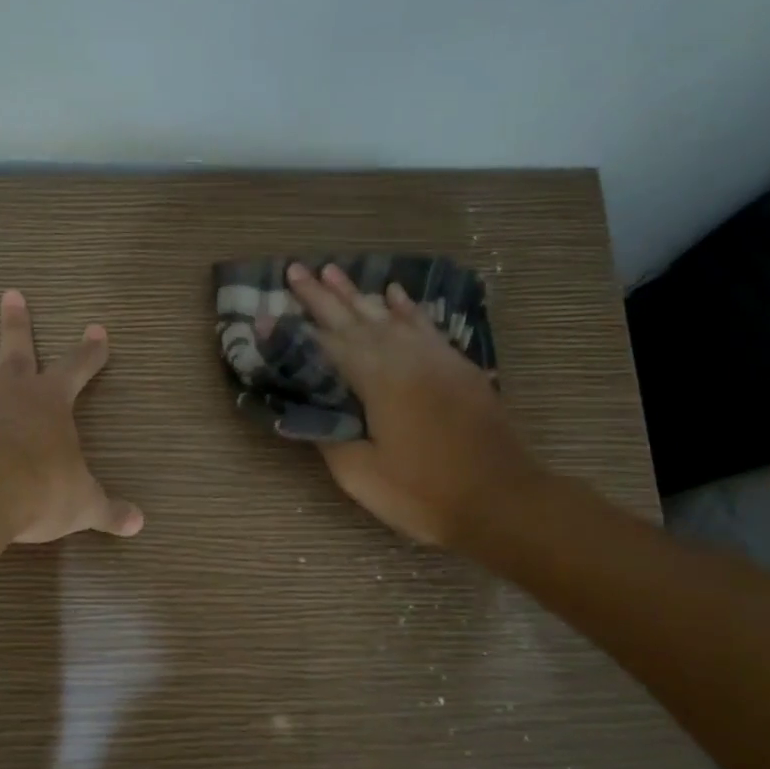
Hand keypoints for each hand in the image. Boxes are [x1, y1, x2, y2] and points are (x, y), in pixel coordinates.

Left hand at [0, 290, 144, 544]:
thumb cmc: (40, 488)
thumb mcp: (83, 503)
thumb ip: (108, 510)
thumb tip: (139, 524)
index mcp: (49, 404)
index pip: (77, 368)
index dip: (90, 352)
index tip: (97, 330)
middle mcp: (7, 399)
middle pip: (15, 353)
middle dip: (17, 325)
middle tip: (11, 294)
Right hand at [286, 262, 545, 550]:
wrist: (503, 500)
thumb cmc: (424, 493)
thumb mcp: (361, 475)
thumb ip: (329, 437)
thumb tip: (307, 412)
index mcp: (377, 379)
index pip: (325, 346)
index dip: (294, 331)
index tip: (266, 313)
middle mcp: (404, 356)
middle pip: (355, 319)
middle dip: (321, 295)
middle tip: (295, 269)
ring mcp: (435, 357)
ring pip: (388, 315)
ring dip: (358, 294)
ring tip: (333, 271)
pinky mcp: (458, 367)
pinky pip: (425, 325)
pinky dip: (406, 308)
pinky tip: (394, 293)